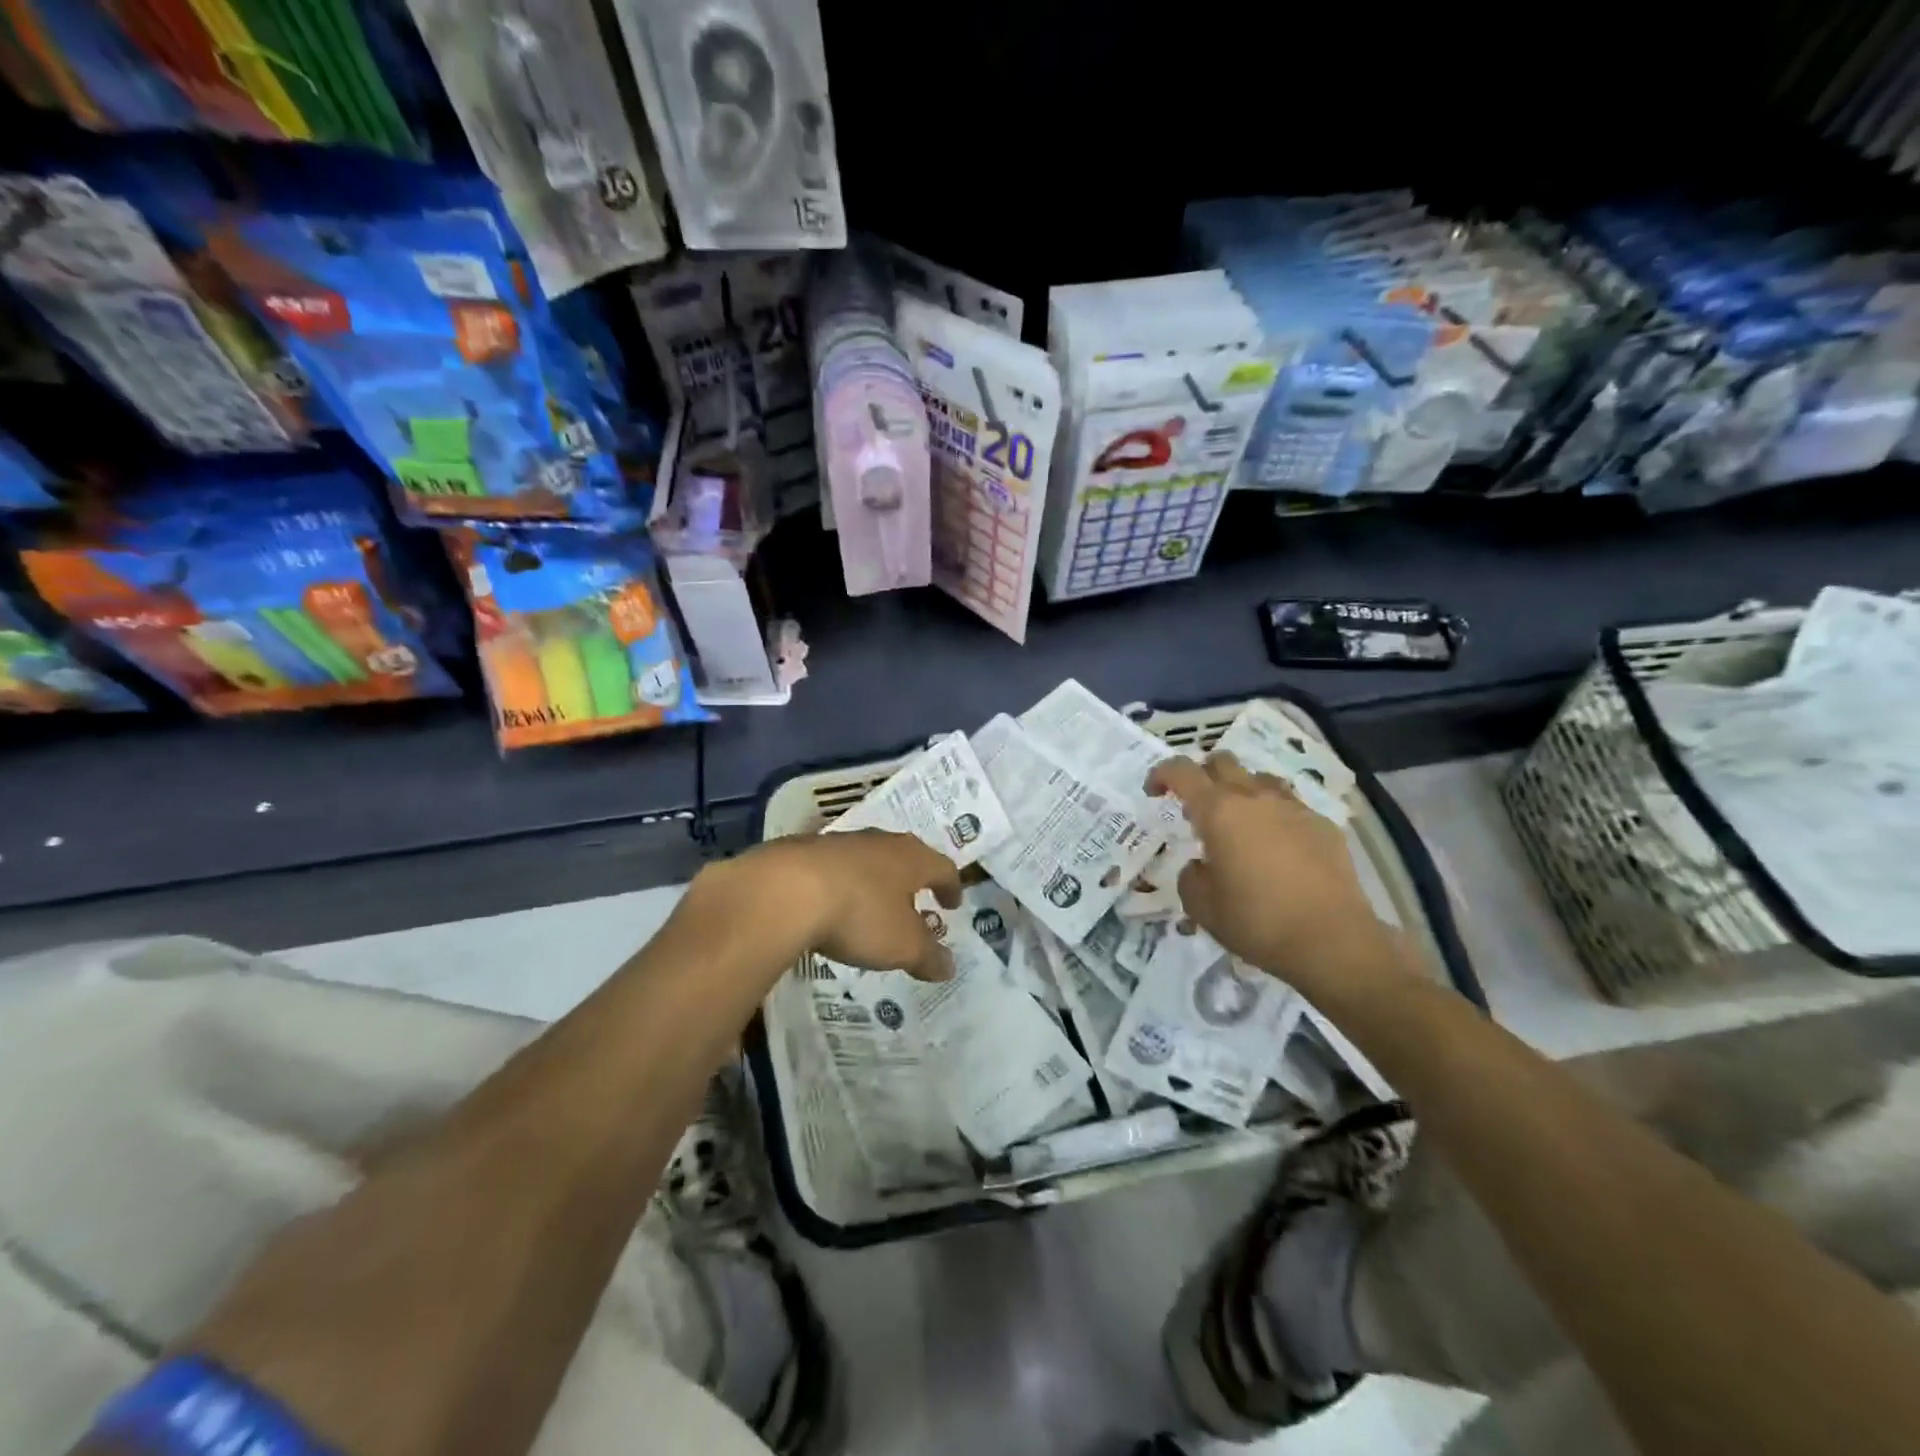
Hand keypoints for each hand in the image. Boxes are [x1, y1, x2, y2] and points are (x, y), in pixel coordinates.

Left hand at [737, 830, 963, 981]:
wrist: (786, 890)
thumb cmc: (860, 915)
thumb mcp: (902, 946)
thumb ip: (928, 956)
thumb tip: (949, 966)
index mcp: (912, 858)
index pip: (943, 868)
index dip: (950, 887)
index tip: (952, 904)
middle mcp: (880, 842)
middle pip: (906, 858)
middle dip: (912, 882)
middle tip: (916, 905)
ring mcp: (841, 842)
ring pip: (869, 859)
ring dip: (876, 881)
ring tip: (873, 907)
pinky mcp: (805, 850)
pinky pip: (834, 867)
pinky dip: (842, 884)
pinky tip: (832, 904)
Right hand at [1145, 752, 1408, 993]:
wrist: (1332, 940)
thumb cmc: (1256, 921)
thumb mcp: (1202, 906)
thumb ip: (1191, 877)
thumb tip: (1201, 866)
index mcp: (1218, 811)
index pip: (1181, 771)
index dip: (1162, 774)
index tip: (1154, 792)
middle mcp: (1255, 798)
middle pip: (1222, 762)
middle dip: (1202, 774)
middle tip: (1195, 804)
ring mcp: (1293, 808)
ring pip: (1260, 779)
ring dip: (1241, 790)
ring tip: (1238, 822)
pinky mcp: (1323, 825)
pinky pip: (1290, 806)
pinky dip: (1274, 816)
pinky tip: (1277, 848)